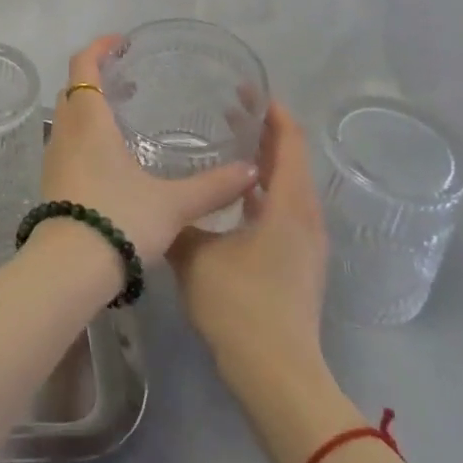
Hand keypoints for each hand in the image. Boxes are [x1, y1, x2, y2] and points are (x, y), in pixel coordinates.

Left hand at [41, 36, 257, 264]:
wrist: (67, 269)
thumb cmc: (119, 220)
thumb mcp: (172, 204)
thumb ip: (213, 187)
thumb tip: (252, 170)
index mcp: (89, 121)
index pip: (83, 66)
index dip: (99, 48)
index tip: (120, 42)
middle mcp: (66, 132)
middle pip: (73, 88)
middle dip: (97, 76)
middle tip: (129, 78)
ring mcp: (54, 158)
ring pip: (68, 117)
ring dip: (90, 106)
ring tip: (124, 116)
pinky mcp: (52, 182)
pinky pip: (67, 142)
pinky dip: (86, 133)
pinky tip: (112, 157)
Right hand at [168, 100, 328, 373]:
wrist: (278, 376)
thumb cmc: (239, 305)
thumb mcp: (195, 254)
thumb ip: (179, 218)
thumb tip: (157, 197)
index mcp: (289, 204)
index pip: (289, 141)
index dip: (272, 111)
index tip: (247, 87)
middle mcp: (305, 217)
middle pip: (292, 160)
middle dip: (265, 131)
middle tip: (229, 107)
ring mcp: (306, 243)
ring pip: (288, 186)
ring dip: (264, 161)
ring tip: (229, 141)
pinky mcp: (298, 262)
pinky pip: (284, 209)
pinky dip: (262, 190)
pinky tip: (232, 195)